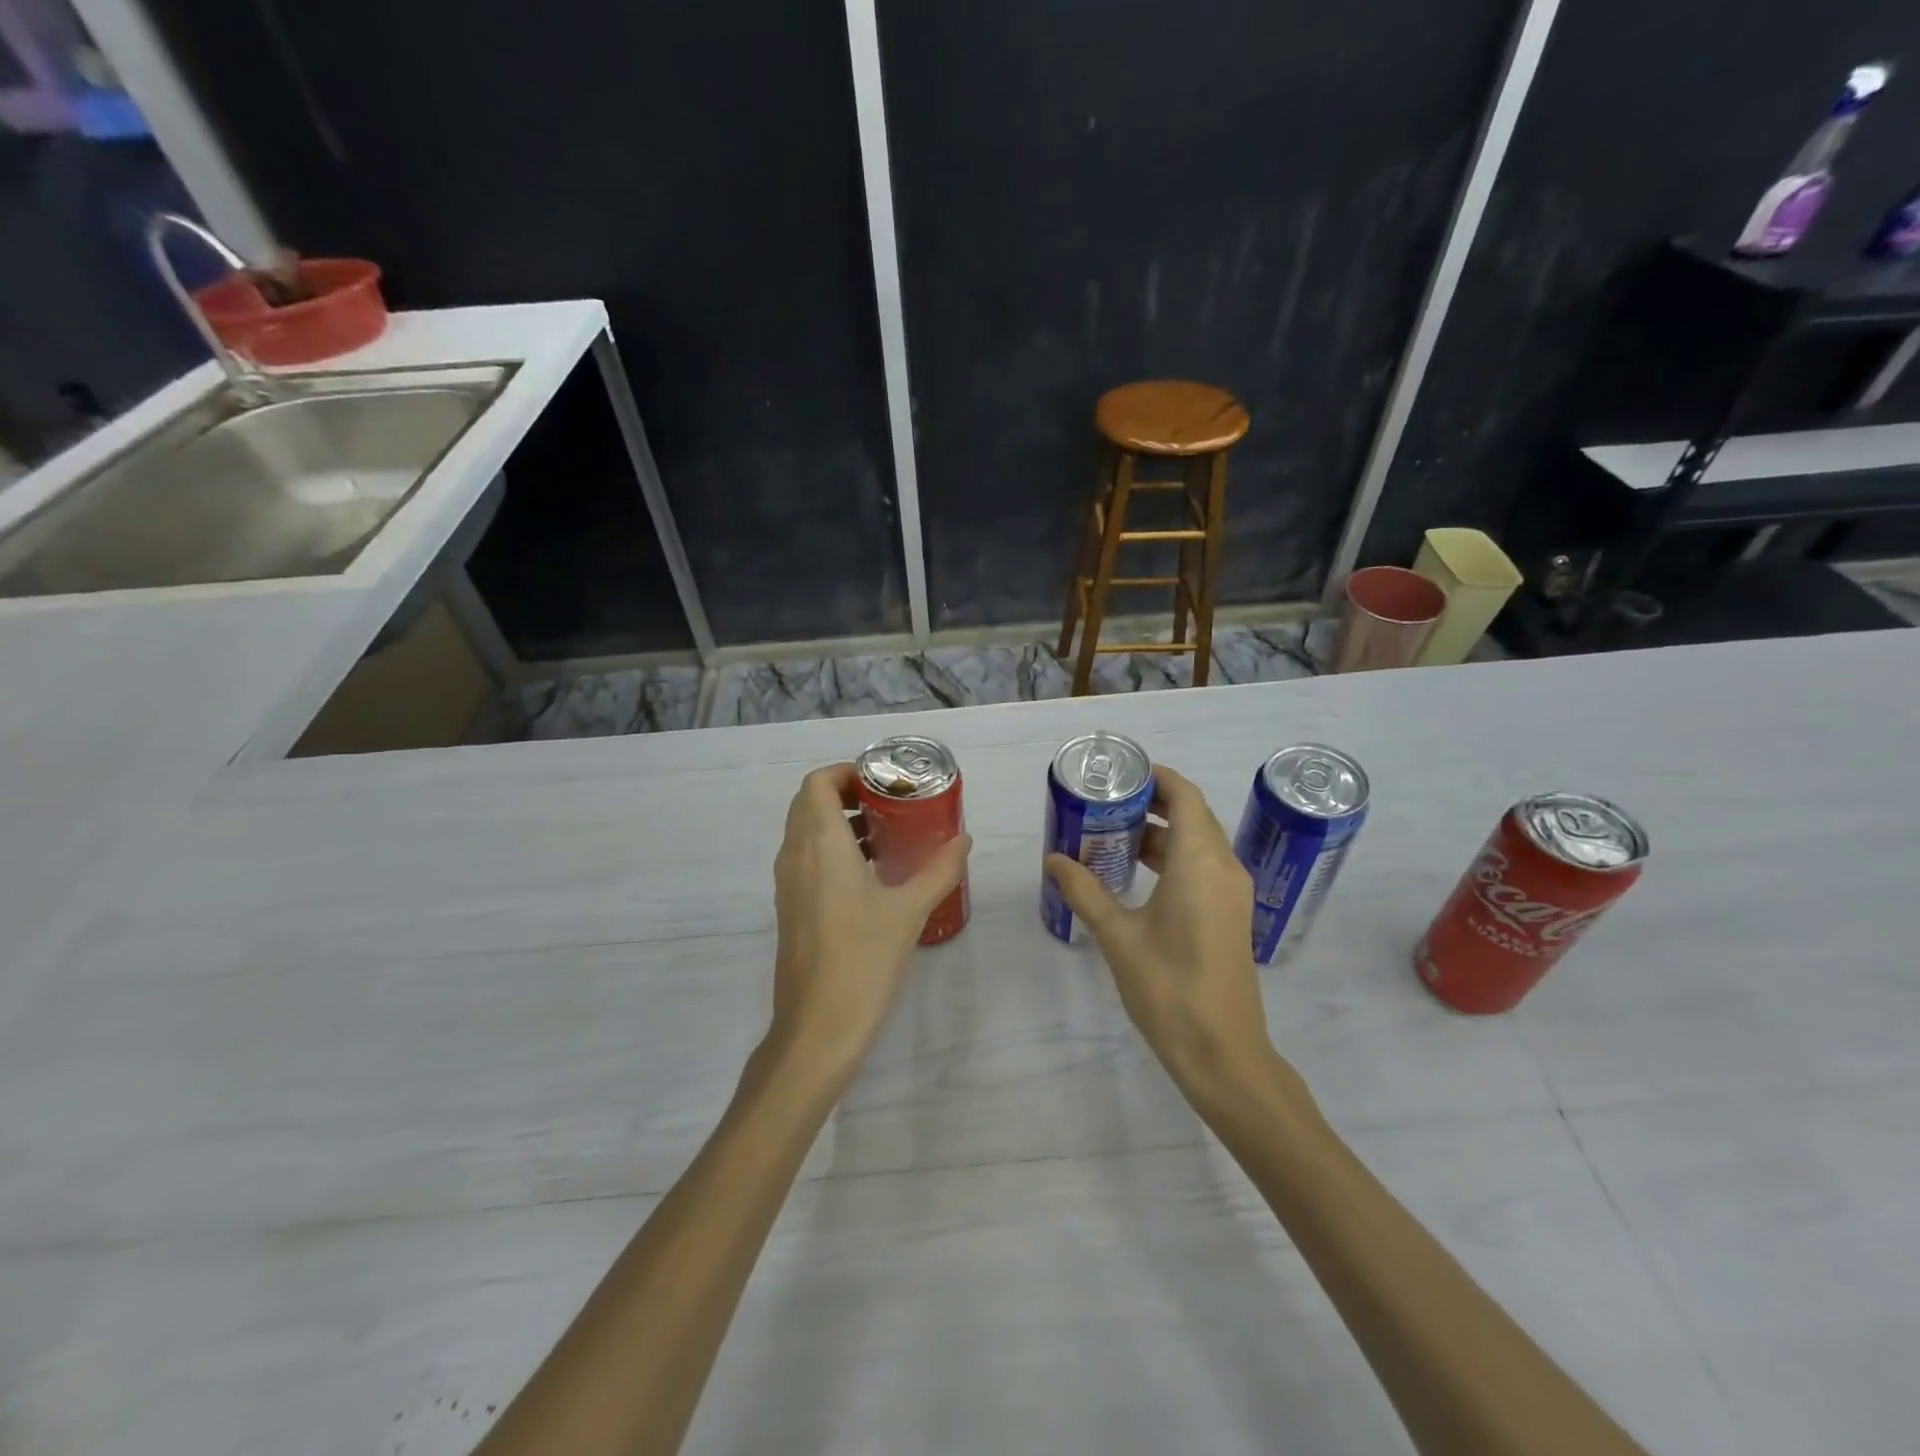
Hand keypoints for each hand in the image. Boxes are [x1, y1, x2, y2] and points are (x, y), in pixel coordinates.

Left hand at [767, 763, 971, 1079]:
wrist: (816, 1028)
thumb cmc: (863, 960)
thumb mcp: (910, 910)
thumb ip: (940, 869)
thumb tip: (964, 839)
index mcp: (819, 845)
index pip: (817, 783)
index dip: (847, 773)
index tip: (885, 783)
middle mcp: (795, 855)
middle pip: (810, 803)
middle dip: (848, 794)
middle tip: (892, 804)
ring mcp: (788, 883)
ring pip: (807, 831)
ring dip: (841, 822)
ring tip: (888, 835)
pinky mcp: (791, 908)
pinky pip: (807, 858)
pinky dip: (834, 849)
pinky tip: (873, 874)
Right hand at [1045, 766, 1287, 1101]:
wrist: (1223, 1052)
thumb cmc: (1168, 988)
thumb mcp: (1118, 936)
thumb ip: (1084, 891)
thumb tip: (1053, 859)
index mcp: (1200, 862)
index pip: (1186, 796)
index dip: (1157, 778)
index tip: (1120, 775)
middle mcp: (1224, 867)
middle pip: (1193, 815)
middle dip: (1152, 804)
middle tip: (1106, 805)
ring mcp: (1233, 892)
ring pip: (1199, 842)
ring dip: (1162, 833)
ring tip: (1113, 836)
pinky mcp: (1231, 914)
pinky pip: (1204, 866)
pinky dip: (1174, 857)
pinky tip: (1138, 874)